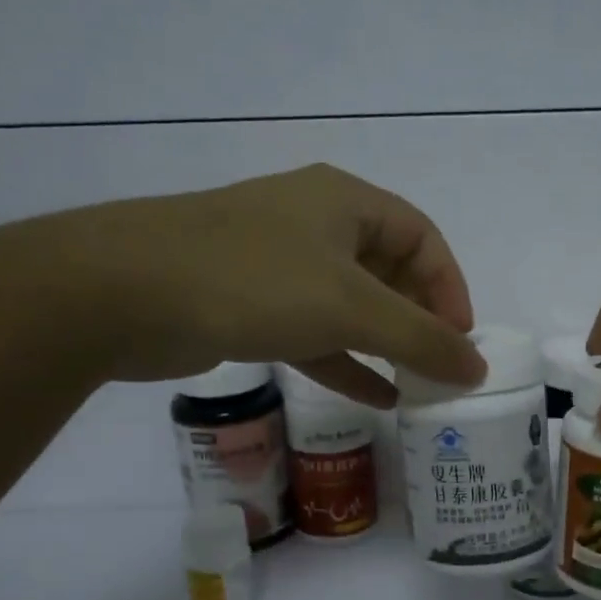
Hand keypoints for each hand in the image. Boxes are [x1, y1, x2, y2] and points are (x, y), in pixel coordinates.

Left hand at [12, 164, 486, 403]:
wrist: (123, 293)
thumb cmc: (254, 281)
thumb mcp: (351, 307)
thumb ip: (420, 338)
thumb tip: (477, 368)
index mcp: (344, 203)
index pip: (421, 238)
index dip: (449, 286)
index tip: (460, 339)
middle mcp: (314, 226)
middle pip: (388, 271)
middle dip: (418, 320)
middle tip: (440, 366)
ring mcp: (278, 266)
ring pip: (350, 306)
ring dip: (385, 345)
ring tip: (418, 386)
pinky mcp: (250, 306)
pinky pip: (314, 333)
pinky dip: (346, 363)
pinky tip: (376, 397)